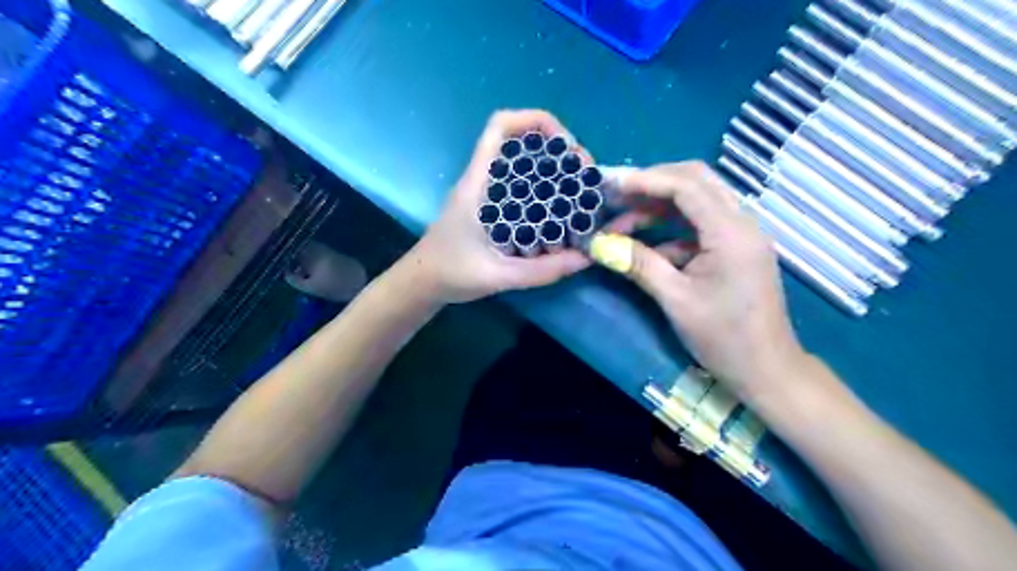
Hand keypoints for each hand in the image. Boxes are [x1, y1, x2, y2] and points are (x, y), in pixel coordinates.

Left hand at [404, 113, 592, 307]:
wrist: (422, 283)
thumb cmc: (449, 273)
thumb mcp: (497, 276)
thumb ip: (540, 271)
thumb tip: (585, 258)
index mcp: (477, 184)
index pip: (500, 127)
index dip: (536, 121)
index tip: (567, 146)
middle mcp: (482, 181)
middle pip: (520, 143)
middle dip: (557, 151)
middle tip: (584, 177)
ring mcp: (485, 194)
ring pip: (522, 166)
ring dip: (552, 171)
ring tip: (580, 192)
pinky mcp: (490, 209)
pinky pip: (521, 188)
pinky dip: (543, 191)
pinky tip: (560, 213)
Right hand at [597, 160, 801, 401]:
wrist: (766, 370)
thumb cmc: (724, 338)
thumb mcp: (675, 300)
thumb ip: (638, 264)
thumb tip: (597, 244)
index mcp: (731, 233)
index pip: (687, 186)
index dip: (644, 180)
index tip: (609, 185)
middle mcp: (741, 223)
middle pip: (696, 180)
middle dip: (652, 183)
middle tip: (615, 195)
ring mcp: (740, 235)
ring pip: (697, 200)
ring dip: (657, 206)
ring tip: (619, 223)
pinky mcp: (734, 248)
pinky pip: (698, 225)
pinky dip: (669, 229)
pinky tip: (643, 247)